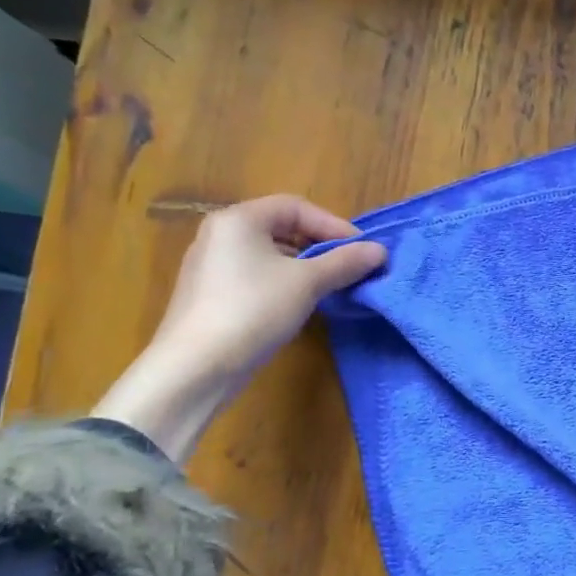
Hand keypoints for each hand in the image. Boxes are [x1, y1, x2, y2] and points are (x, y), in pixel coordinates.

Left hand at [92, 196, 385, 460]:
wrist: (195, 368)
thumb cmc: (253, 310)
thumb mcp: (308, 283)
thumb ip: (345, 262)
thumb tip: (380, 251)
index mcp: (238, 219)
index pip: (296, 207)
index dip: (333, 225)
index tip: (361, 250)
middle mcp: (219, 234)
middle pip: (281, 228)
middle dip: (320, 245)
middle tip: (349, 266)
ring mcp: (210, 266)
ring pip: (269, 254)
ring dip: (304, 266)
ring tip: (331, 286)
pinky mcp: (209, 295)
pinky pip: (254, 276)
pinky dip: (282, 282)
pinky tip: (299, 305)